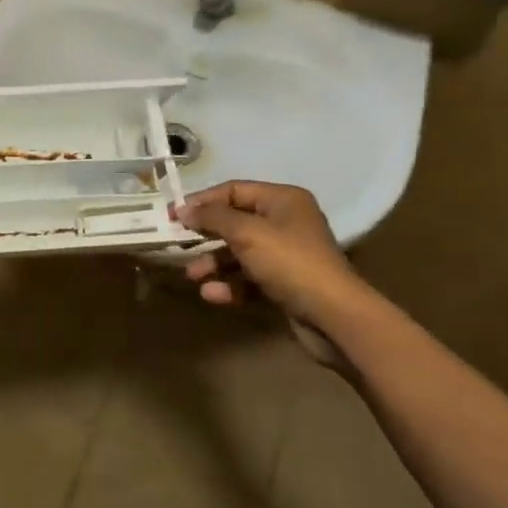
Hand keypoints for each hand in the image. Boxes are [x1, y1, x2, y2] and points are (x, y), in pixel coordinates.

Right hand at [178, 181, 367, 364]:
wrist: (334, 317)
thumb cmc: (289, 262)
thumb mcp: (247, 233)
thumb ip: (212, 218)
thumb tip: (183, 209)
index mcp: (283, 200)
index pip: (235, 190)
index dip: (203, 201)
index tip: (173, 214)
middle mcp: (286, 222)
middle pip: (235, 222)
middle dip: (206, 235)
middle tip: (177, 244)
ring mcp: (286, 255)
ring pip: (240, 253)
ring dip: (214, 263)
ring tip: (193, 275)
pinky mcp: (285, 285)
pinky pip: (249, 278)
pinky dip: (230, 285)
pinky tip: (212, 295)